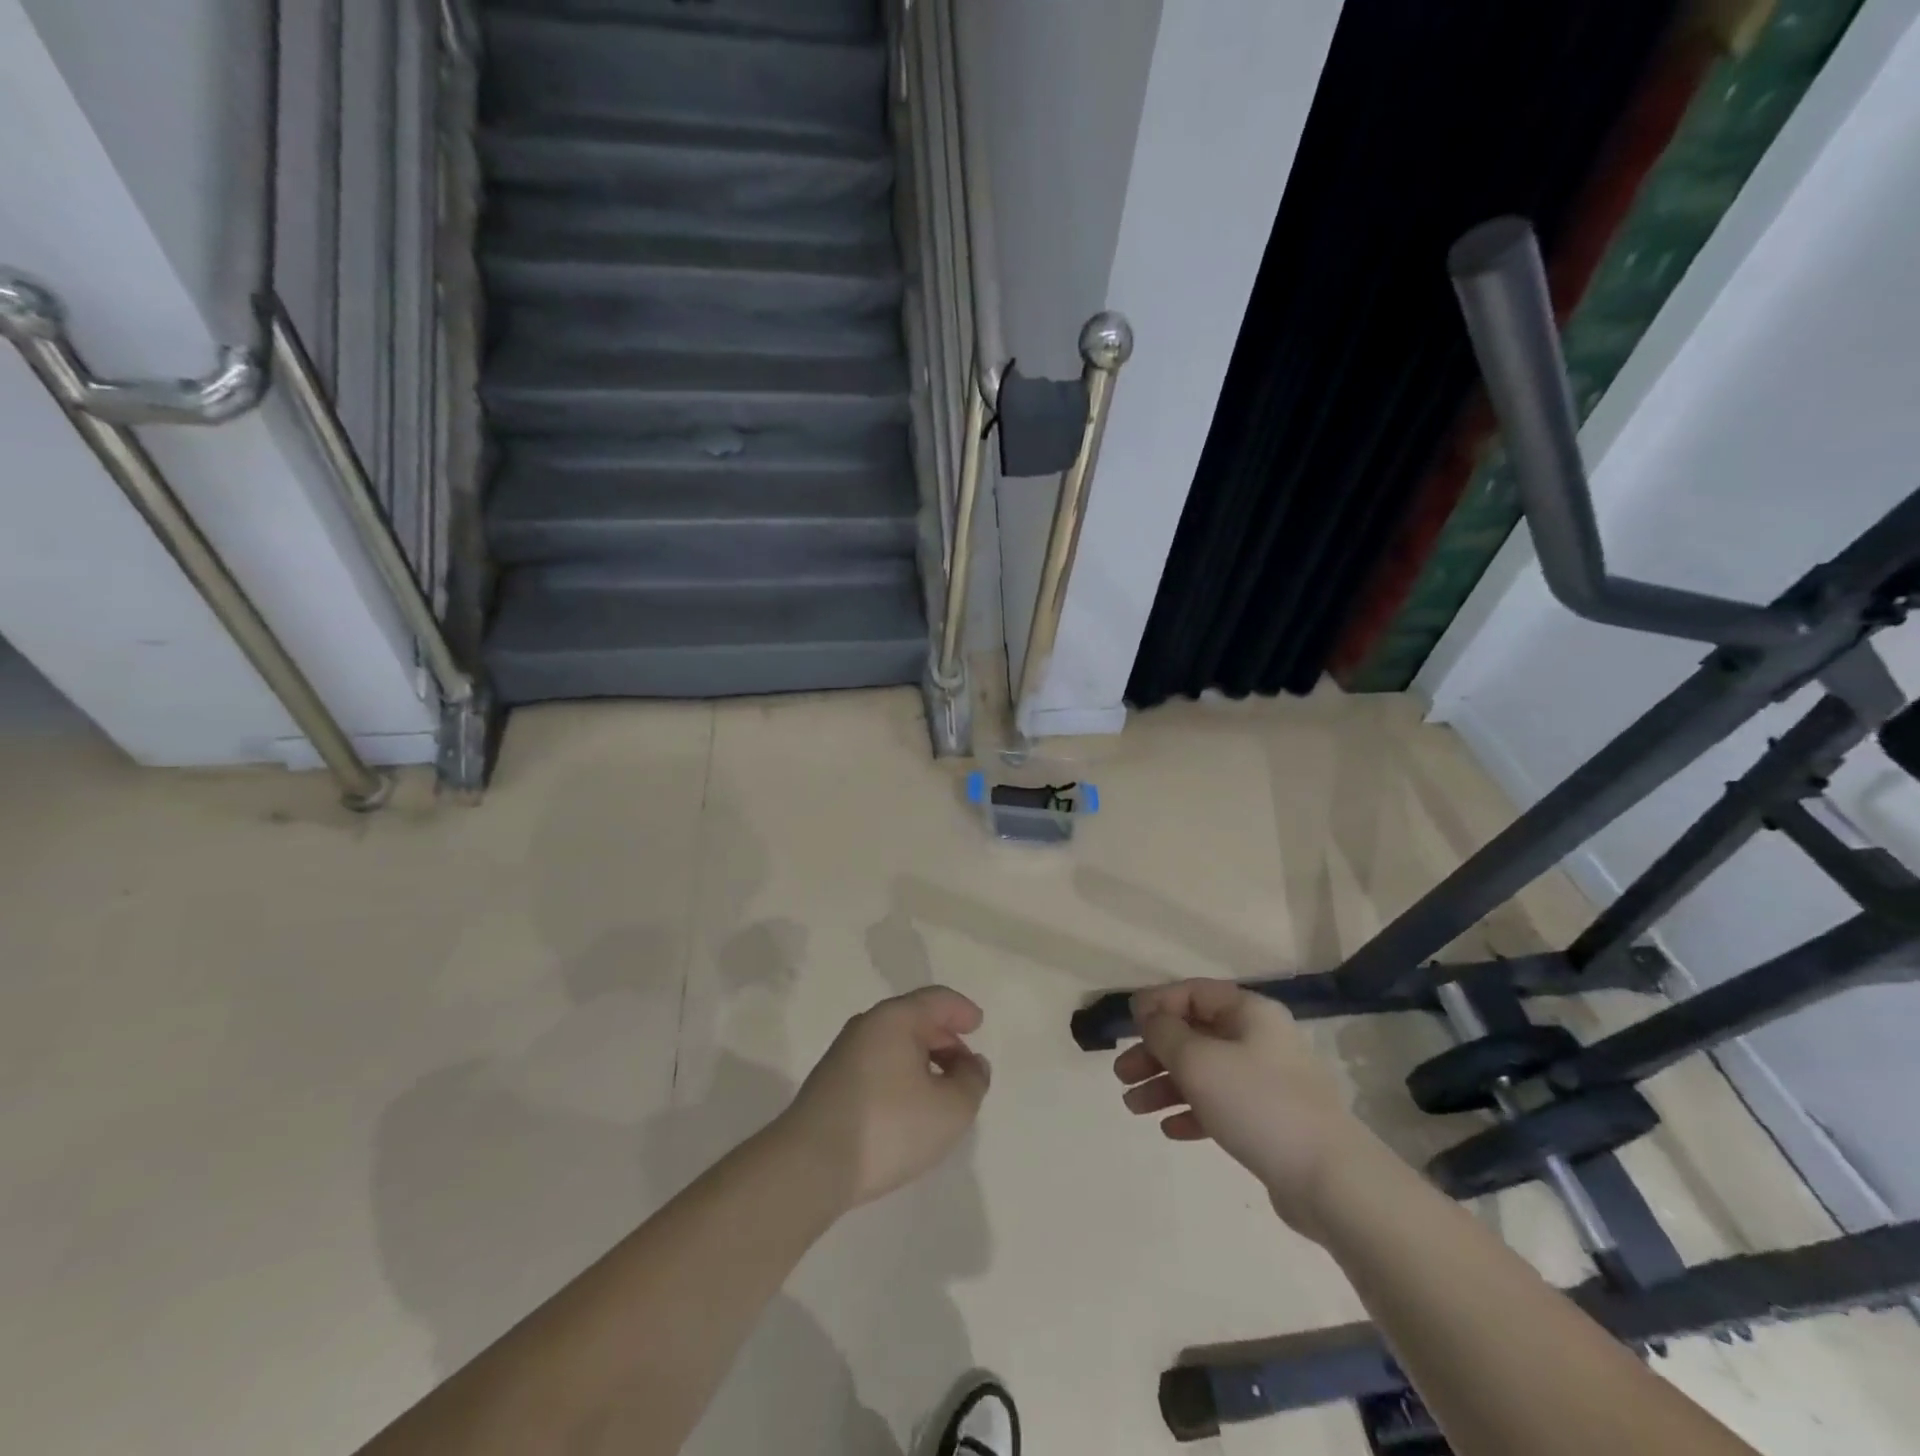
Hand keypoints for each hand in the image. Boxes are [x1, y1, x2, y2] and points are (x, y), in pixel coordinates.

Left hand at [777, 986, 990, 1211]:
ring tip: (942, 1092)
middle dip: (945, 1039)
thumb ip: (973, 1081)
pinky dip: (902, 1075)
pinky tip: (910, 1108)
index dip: (962, 1010)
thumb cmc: (889, 1127)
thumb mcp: (951, 1109)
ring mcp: (844, 1054)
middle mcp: (867, 1026)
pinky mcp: (831, 1082)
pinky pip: (879, 1064)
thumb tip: (972, 1064)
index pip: (936, 1000)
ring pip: (895, 1044)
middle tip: (966, 1067)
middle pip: (915, 1019)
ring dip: (923, 1060)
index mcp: (895, 1018)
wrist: (810, 1166)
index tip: (978, 1025)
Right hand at [1114, 979, 1370, 1237]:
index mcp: (1249, 1012)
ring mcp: (1267, 1082)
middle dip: (1154, 1051)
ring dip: (1166, 1085)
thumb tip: (1148, 1015)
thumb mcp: (1197, 1060)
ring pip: (1204, 1072)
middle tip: (1122, 1074)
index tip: (1126, 1024)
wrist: (1331, 1181)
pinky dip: (1192, 1112)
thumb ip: (1164, 1033)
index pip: (1193, 993)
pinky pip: (1221, 1105)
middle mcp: (1259, 1039)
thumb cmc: (1257, 1104)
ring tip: (1133, 1106)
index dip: (1156, 1004)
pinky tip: (1169, 1130)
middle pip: (1195, 1034)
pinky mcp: (1270, 1121)